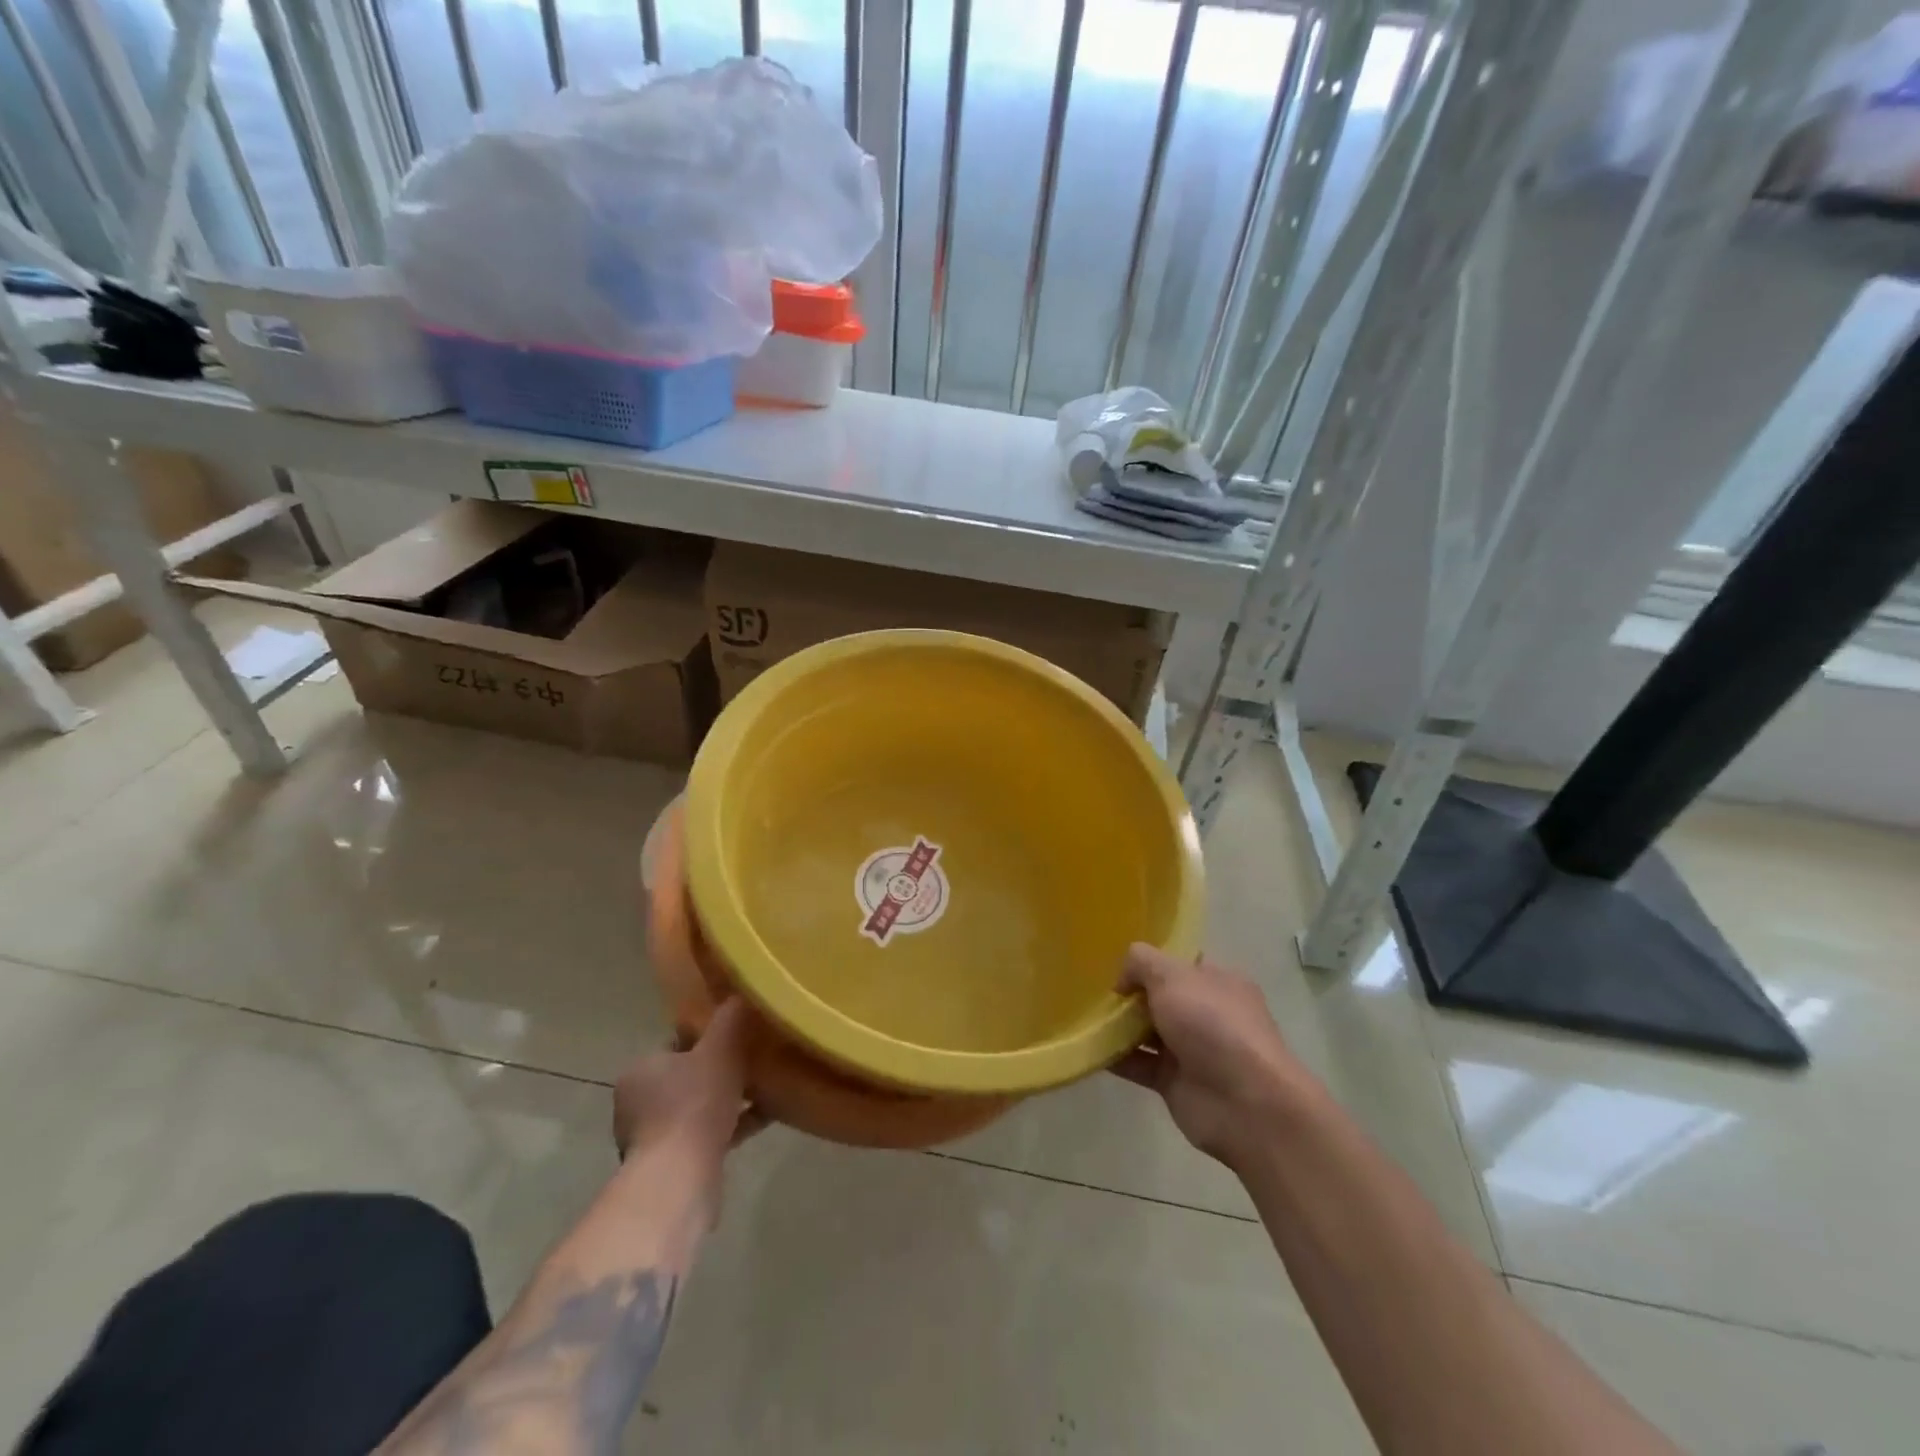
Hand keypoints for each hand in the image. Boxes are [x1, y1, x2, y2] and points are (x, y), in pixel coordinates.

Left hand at [613, 999, 759, 1173]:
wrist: (679, 1180)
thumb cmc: (694, 1105)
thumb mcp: (720, 1048)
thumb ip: (731, 1019)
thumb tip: (742, 993)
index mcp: (640, 1070)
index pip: (675, 1044)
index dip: (708, 1037)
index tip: (737, 1036)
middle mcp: (638, 1104)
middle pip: (688, 1076)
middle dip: (720, 1070)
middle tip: (755, 1061)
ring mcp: (652, 1139)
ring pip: (698, 1108)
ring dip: (728, 1100)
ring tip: (766, 1089)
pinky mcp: (671, 1167)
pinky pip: (707, 1136)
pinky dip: (732, 1126)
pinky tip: (765, 1118)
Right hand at [1111, 944, 1306, 1168]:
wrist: (1245, 1104)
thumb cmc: (1212, 1025)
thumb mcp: (1172, 975)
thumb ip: (1142, 962)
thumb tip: (1123, 978)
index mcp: (1218, 982)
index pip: (1181, 964)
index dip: (1151, 962)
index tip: (1117, 964)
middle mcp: (1207, 1014)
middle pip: (1161, 998)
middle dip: (1130, 995)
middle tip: (1095, 992)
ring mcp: (1192, 1050)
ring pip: (1147, 1032)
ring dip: (1118, 1027)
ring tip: (1085, 1018)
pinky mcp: (1175, 1083)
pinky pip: (1139, 1065)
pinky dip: (1115, 1058)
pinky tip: (1089, 1048)